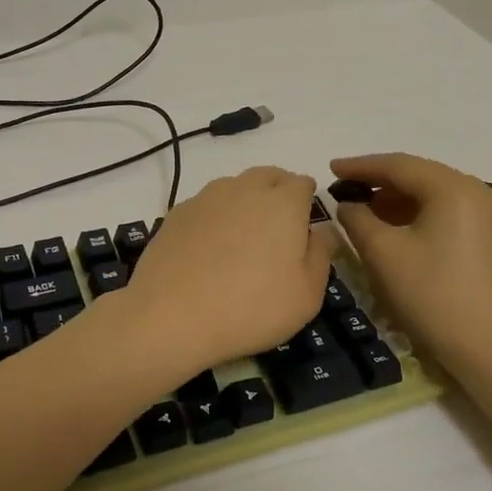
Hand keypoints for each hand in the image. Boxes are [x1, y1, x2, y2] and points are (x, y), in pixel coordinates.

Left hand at [118, 167, 334, 380]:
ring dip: (244, 202)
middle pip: (268, 176)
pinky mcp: (177, 213)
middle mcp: (244, 188)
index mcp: (283, 202)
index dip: (307, 201)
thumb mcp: (306, 295)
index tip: (305, 225)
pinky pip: (206, 205)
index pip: (303, 183)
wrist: (171, 315)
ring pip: (234, 186)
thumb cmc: (251, 307)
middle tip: (278, 228)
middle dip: (278, 192)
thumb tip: (320, 232)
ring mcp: (206, 198)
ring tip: (242, 238)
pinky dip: (214, 217)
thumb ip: (320, 256)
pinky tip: (209, 248)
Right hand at [330, 153, 491, 377]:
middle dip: (380, 182)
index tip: (330, 169)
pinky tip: (398, 229)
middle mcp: (481, 191)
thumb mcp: (383, 254)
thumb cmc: (434, 296)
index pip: (399, 165)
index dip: (361, 166)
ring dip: (399, 200)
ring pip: (436, 194)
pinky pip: (451, 212)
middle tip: (345, 191)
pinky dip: (421, 214)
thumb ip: (357, 219)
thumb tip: (349, 204)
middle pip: (421, 176)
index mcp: (455, 188)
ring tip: (366, 212)